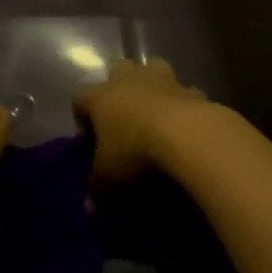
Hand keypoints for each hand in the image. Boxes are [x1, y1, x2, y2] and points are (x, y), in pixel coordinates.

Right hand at [73, 57, 213, 186]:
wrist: (188, 135)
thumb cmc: (135, 151)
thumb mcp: (109, 178)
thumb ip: (97, 188)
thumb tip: (89, 205)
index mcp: (101, 96)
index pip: (79, 95)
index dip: (80, 114)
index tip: (88, 138)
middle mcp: (129, 80)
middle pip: (117, 69)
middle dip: (117, 86)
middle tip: (121, 116)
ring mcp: (163, 80)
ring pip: (152, 67)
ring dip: (152, 84)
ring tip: (155, 110)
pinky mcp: (192, 89)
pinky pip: (184, 92)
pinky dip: (183, 104)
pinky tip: (186, 125)